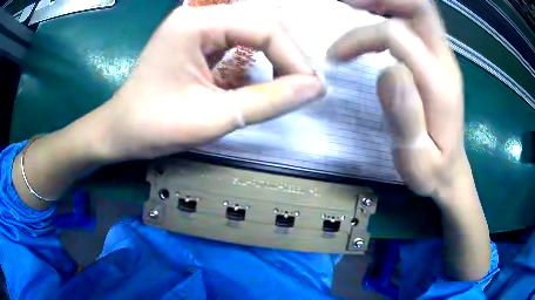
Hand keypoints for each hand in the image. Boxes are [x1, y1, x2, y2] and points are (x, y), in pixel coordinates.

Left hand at [94, 2, 323, 161]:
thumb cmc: (153, 127)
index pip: (264, 25)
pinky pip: (242, 37)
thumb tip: (315, 89)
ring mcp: (198, 23)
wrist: (120, 130)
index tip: (312, 88)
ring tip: (290, 82)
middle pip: (263, 20)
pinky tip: (268, 75)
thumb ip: (268, 101)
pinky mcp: (199, 36)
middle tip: (304, 86)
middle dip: (289, 53)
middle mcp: (198, 14)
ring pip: (256, 26)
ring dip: (278, 53)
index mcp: (195, 23)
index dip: (294, 56)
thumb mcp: (213, 118)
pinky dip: (261, 56)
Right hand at [328, 0, 467, 205]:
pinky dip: (392, 10)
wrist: (452, 172)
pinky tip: (372, 16)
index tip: (336, 56)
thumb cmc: (432, 171)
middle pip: (418, 6)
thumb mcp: (416, 160)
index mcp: (439, 84)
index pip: (397, 36)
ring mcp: (444, 56)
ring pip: (418, 8)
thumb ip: (406, 117)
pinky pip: (417, 20)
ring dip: (386, 1)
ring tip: (353, 4)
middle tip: (345, 3)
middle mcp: (445, 60)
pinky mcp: (439, 58)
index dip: (361, 37)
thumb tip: (387, 71)